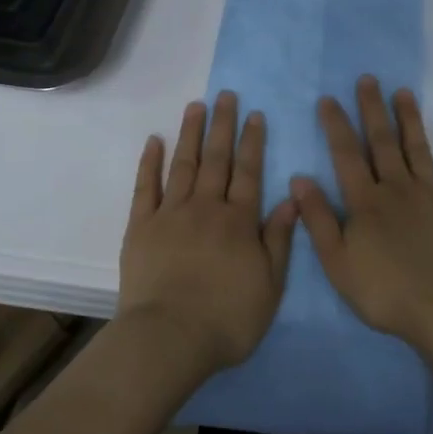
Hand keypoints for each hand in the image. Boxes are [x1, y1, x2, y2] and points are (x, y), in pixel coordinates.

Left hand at [118, 91, 296, 375]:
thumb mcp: (270, 285)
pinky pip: (145, 187)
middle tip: (225, 95)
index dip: (253, 142)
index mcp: (239, 221)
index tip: (254, 114)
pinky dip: (149, 162)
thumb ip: (279, 240)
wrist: (170, 337)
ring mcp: (170, 214)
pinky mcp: (141, 227)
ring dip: (190, 133)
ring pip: (183, 164)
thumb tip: (292, 199)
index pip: (249, 172)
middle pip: (217, 159)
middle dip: (223, 125)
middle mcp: (206, 207)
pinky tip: (154, 141)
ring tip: (195, 106)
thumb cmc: (227, 319)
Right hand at [291, 76, 432, 350]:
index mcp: (367, 202)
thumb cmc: (385, 291)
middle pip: (382, 142)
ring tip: (403, 92)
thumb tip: (299, 179)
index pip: (346, 155)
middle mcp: (399, 189)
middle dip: (372, 109)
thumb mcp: (337, 262)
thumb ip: (318, 219)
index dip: (336, 125)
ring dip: (410, 119)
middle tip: (368, 79)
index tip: (328, 98)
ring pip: (419, 149)